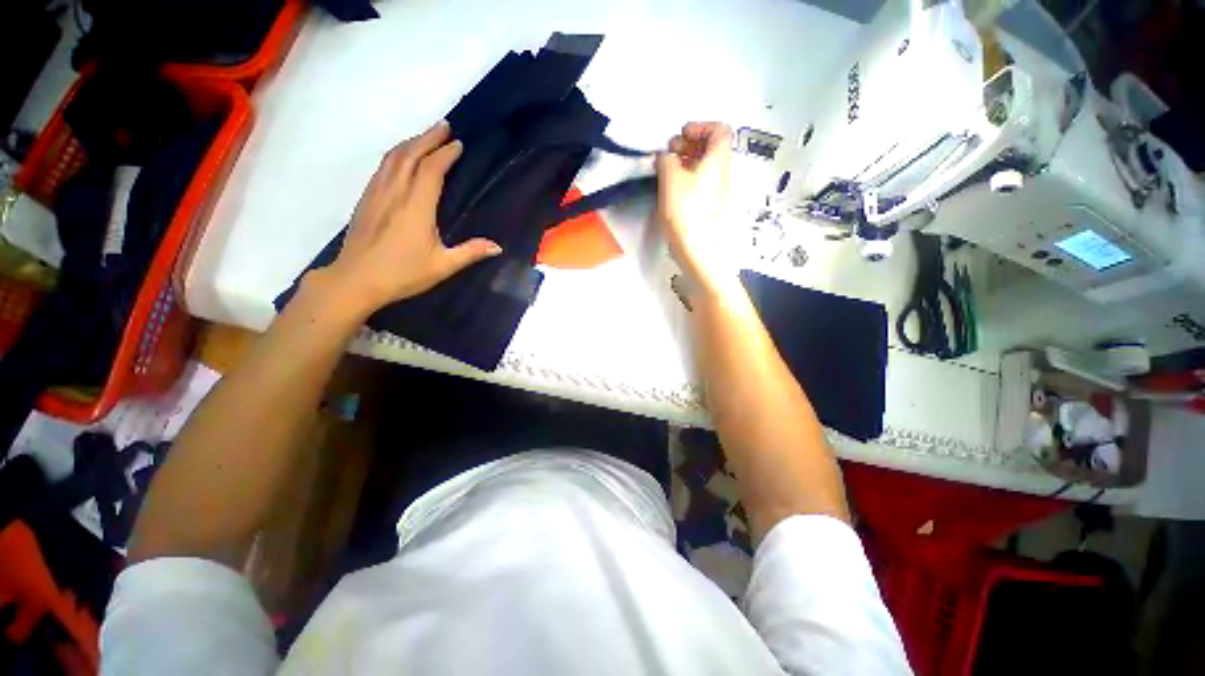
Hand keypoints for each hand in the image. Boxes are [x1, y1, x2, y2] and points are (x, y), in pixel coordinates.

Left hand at [318, 120, 500, 315]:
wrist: (356, 279)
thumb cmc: (402, 273)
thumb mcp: (442, 266)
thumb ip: (470, 252)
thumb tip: (497, 246)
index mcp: (416, 206)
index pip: (431, 170)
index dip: (445, 154)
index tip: (459, 144)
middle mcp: (395, 192)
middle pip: (410, 154)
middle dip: (428, 137)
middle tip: (444, 126)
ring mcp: (377, 193)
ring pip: (393, 157)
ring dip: (411, 142)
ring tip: (426, 136)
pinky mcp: (366, 198)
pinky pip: (382, 167)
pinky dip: (396, 155)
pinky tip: (402, 157)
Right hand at [655, 122, 738, 295]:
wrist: (699, 252)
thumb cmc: (686, 213)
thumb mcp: (671, 180)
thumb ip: (667, 160)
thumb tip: (666, 157)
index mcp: (718, 161)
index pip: (720, 130)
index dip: (701, 126)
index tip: (680, 136)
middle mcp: (722, 174)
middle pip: (712, 148)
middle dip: (690, 144)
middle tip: (669, 153)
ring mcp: (717, 193)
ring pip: (705, 168)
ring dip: (686, 163)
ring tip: (666, 172)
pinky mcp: (709, 209)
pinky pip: (701, 184)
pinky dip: (687, 180)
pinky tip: (671, 192)